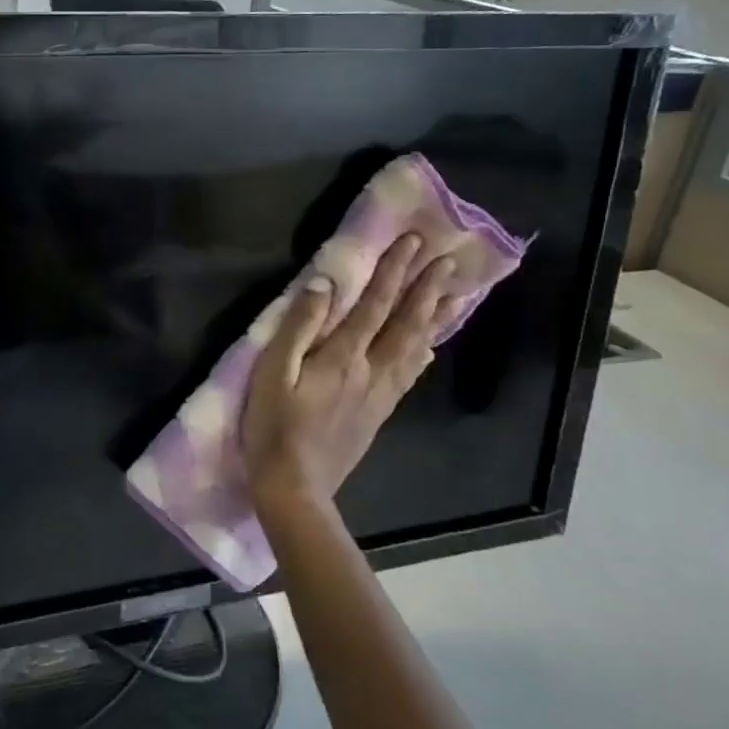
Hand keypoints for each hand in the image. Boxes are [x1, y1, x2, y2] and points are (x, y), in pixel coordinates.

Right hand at [242, 235, 458, 512]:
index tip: (413, 242)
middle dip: (425, 290)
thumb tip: (326, 284)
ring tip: (455, 296)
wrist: (295, 486)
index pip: (374, 305)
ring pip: (415, 348)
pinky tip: (430, 346)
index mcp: (343, 357)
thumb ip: (299, 326)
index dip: (393, 272)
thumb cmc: (274, 425)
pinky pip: (410, 374)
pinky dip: (424, 352)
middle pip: (405, 324)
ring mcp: (380, 394)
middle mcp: (371, 370)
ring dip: (435, 319)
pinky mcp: (379, 414)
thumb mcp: (273, 372)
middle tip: (449, 261)